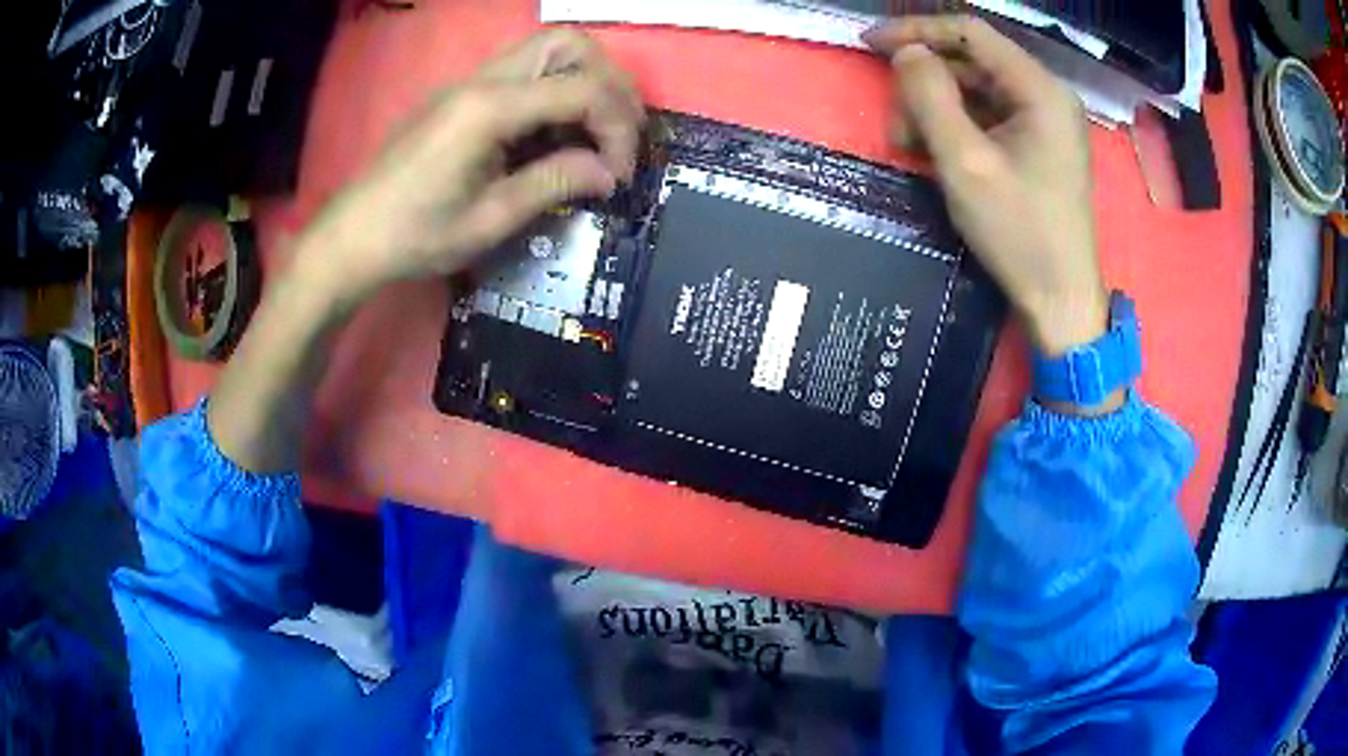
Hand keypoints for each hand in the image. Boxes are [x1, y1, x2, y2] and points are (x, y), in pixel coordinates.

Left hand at [298, 29, 644, 307]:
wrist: (353, 236)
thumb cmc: (415, 236)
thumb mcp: (490, 220)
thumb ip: (554, 184)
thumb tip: (609, 173)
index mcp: (488, 109)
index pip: (581, 89)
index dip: (617, 128)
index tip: (621, 174)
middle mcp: (483, 80)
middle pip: (568, 43)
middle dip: (609, 82)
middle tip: (619, 132)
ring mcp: (470, 83)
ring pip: (548, 49)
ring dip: (585, 80)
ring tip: (596, 130)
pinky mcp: (463, 96)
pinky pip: (525, 71)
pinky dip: (557, 90)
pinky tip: (557, 132)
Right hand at [864, 16, 1107, 355]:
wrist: (1060, 301)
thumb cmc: (1019, 233)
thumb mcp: (965, 162)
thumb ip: (930, 96)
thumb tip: (907, 54)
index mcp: (1039, 89)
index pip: (970, 33)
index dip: (916, 30)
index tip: (868, 44)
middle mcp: (1045, 95)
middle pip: (971, 62)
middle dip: (925, 86)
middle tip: (896, 127)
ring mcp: (1044, 121)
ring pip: (975, 91)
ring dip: (936, 110)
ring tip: (912, 149)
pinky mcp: (1037, 144)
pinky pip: (988, 117)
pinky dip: (957, 128)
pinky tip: (937, 154)